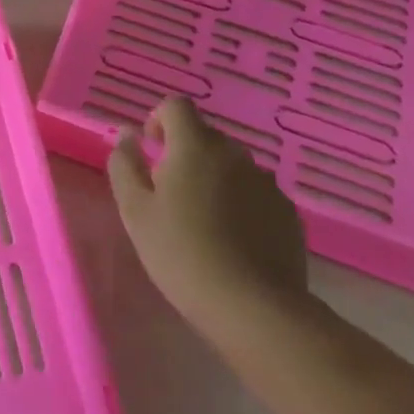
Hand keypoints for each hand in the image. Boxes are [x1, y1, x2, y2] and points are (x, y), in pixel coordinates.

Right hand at [107, 96, 311, 345]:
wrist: (253, 308)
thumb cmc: (181, 253)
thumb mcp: (135, 211)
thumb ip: (125, 165)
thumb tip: (127, 135)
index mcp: (195, 147)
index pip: (176, 106)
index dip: (159, 120)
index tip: (151, 151)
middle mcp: (235, 154)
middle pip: (205, 137)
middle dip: (184, 155)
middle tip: (169, 196)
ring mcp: (266, 183)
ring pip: (231, 167)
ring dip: (213, 180)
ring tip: (202, 223)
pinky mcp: (288, 213)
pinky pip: (255, 194)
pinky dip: (240, 205)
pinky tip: (232, 242)